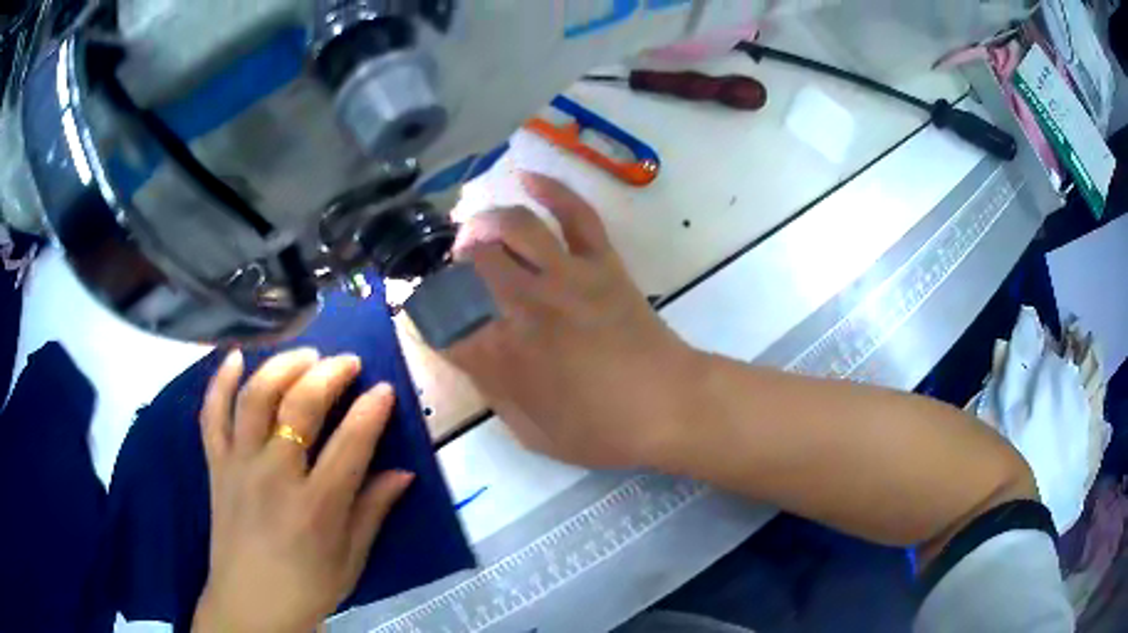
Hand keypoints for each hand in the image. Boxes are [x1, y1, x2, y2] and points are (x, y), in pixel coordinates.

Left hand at [192, 349, 414, 632]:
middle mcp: (274, 476)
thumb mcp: (351, 558)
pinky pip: (212, 415)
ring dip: (282, 366)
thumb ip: (374, 511)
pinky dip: (219, 381)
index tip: (385, 388)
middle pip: (299, 405)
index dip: (371, 411)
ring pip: (255, 397)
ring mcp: (239, 466)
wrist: (250, 604)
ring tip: (305, 355)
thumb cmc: (308, 587)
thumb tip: (404, 472)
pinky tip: (236, 357)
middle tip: (348, 362)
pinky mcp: (216, 465)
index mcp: (316, 507)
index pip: (350, 444)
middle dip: (329, 373)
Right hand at [444, 173, 697, 468]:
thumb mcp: (533, 433)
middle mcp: (527, 306)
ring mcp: (567, 276)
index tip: (427, 317)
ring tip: (475, 231)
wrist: (670, 406)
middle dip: (454, 263)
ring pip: (515, 227)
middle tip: (456, 271)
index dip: (428, 317)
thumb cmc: (602, 431)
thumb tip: (471, 356)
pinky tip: (527, 178)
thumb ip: (494, 393)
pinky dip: (551, 190)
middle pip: (473, 263)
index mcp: (505, 357)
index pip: (445, 324)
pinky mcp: (602, 262)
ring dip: (485, 222)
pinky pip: (576, 214)